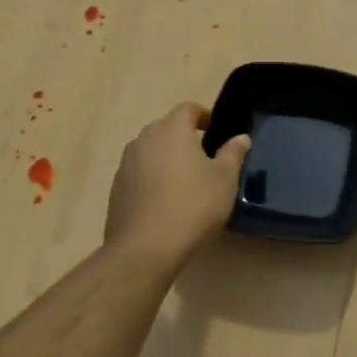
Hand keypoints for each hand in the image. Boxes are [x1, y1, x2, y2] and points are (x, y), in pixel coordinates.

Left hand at [104, 103, 250, 266]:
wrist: (144, 248)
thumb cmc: (192, 205)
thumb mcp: (224, 180)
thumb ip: (233, 154)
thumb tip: (240, 137)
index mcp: (172, 129)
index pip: (187, 109)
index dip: (203, 116)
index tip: (215, 131)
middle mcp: (145, 138)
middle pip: (166, 128)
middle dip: (184, 137)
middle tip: (203, 157)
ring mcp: (126, 163)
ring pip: (150, 150)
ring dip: (166, 158)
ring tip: (184, 180)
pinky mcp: (116, 188)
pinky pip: (138, 173)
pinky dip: (151, 178)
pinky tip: (164, 201)